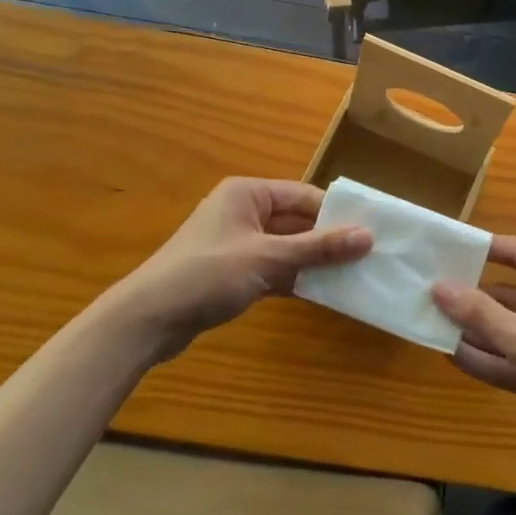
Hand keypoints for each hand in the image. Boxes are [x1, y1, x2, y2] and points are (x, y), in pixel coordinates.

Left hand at [119, 178, 369, 362]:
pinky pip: (274, 268)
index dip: (336, 213)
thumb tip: (367, 236)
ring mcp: (237, 243)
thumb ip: (318, 248)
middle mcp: (243, 211)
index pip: (303, 195)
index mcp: (248, 193)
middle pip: (296, 221)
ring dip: (313, 261)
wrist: (146, 320)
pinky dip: (294, 278)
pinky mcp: (232, 272)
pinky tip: (322, 293)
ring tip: (352, 275)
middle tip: (367, 255)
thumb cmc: (207, 274)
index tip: (370, 231)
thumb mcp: (268, 259)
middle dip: (327, 239)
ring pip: (287, 247)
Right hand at [434, 236, 515, 496]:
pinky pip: (508, 360)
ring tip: (431, 322)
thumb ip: (482, 314)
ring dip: (473, 330)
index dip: (487, 249)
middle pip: (509, 296)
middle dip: (473, 297)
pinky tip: (450, 354)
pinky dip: (484, 358)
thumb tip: (440, 286)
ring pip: (505, 330)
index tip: (450, 247)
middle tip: (430, 292)